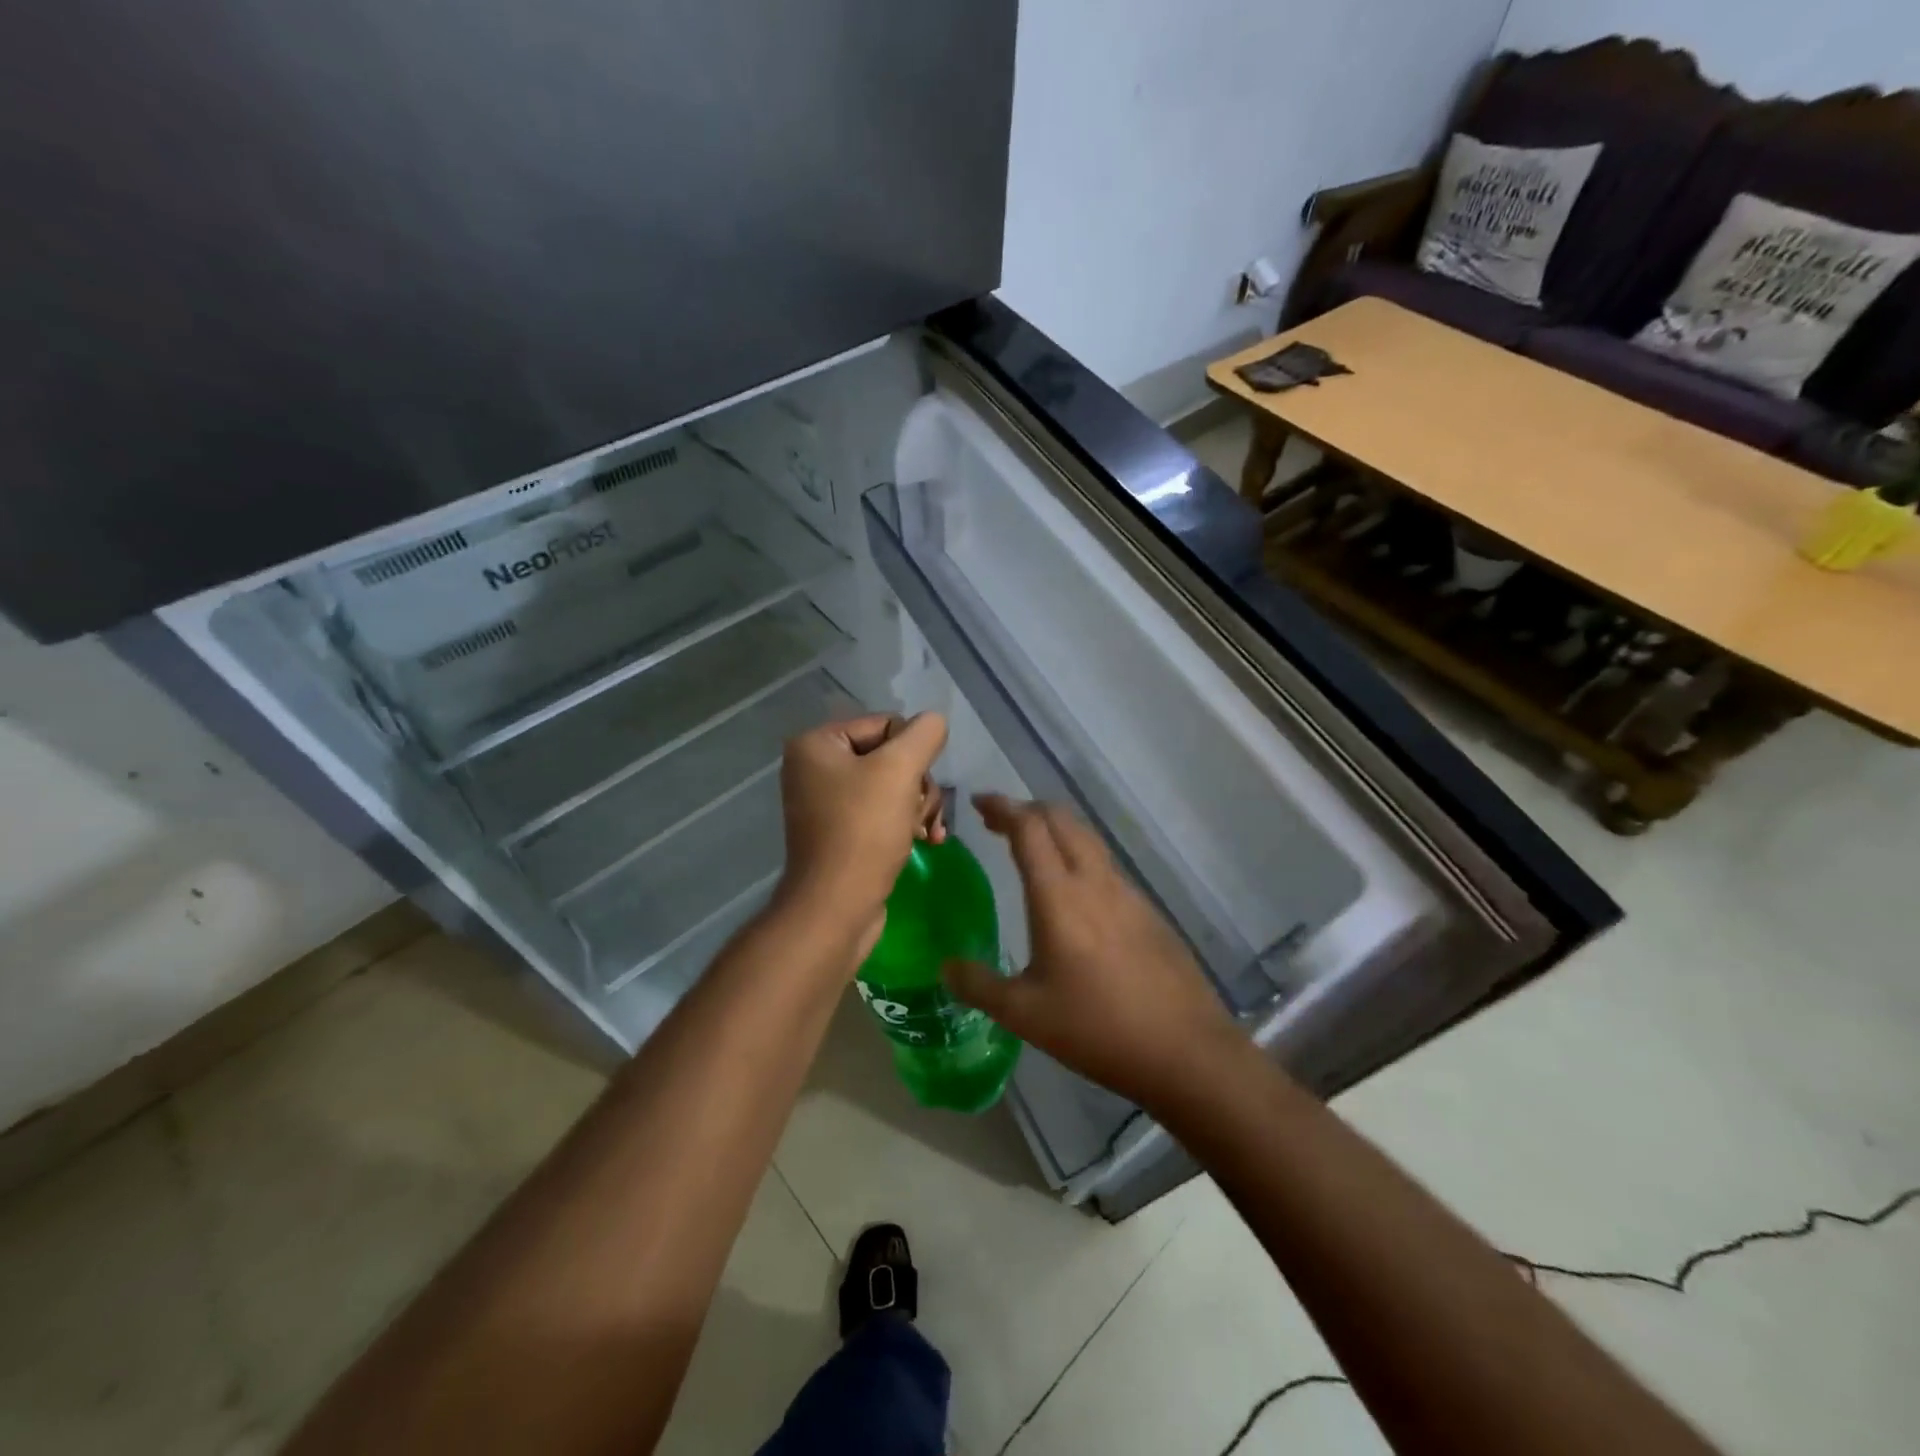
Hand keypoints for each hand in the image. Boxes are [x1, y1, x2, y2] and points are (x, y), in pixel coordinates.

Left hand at [775, 712, 948, 959]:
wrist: (836, 908)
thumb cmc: (864, 832)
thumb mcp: (899, 771)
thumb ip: (923, 735)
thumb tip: (934, 721)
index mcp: (817, 744)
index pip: (886, 725)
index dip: (913, 752)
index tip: (920, 785)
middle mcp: (816, 768)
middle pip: (891, 757)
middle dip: (918, 784)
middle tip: (924, 813)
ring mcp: (827, 802)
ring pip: (894, 786)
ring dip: (919, 806)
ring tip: (928, 832)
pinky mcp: (841, 832)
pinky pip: (883, 812)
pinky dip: (906, 823)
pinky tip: (926, 841)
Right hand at [945, 794, 1241, 1110]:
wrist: (1185, 1050)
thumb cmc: (1097, 1028)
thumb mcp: (1025, 1014)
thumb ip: (979, 985)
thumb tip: (946, 966)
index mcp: (1059, 896)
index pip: (1028, 828)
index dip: (1002, 807)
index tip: (978, 802)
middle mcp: (1094, 881)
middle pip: (1061, 820)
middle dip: (1027, 810)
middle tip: (998, 823)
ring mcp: (1127, 893)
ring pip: (1087, 838)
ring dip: (1055, 831)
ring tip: (1031, 850)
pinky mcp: (1148, 911)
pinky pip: (1105, 865)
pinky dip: (1079, 856)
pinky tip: (1072, 893)